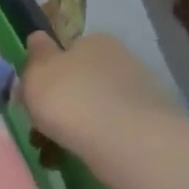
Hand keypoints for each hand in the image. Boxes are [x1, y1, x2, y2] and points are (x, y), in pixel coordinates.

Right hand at [17, 31, 180, 152]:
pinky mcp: (152, 120)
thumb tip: (38, 37)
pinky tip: (87, 151)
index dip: (50, 70)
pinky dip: (101, 135)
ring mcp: (141, 89)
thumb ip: (36, 55)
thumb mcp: (38, 73)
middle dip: (68, 95)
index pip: (69, 49)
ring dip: (84, 117)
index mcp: (93, 41)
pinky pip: (115, 125)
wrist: (125, 140)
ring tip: (62, 144)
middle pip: (85, 76)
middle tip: (46, 121)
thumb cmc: (71, 98)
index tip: (36, 92)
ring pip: (100, 102)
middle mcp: (121, 58)